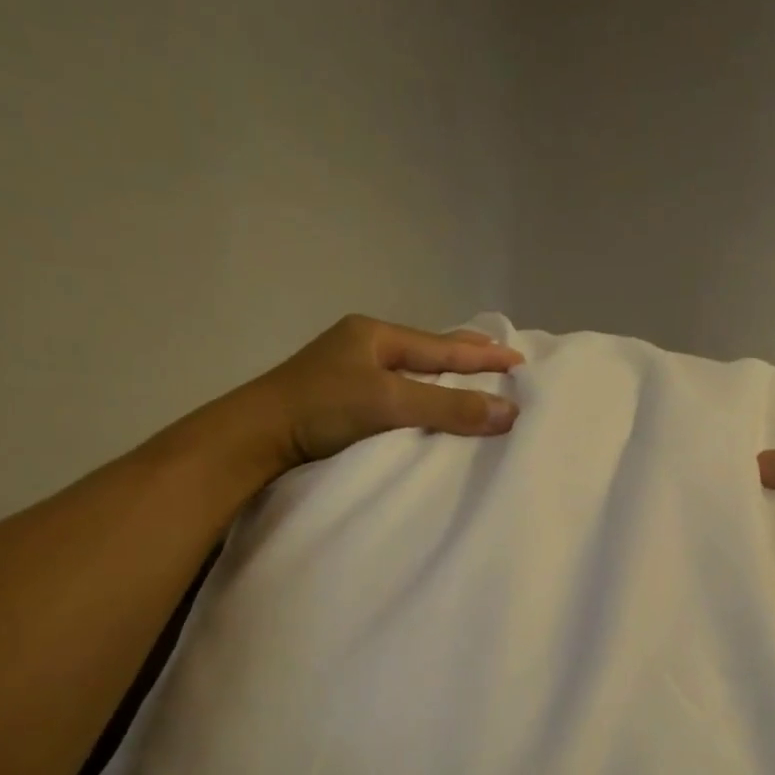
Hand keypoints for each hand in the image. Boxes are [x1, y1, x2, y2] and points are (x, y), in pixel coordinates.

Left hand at [246, 315, 522, 472]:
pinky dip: (423, 398)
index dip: (483, 355)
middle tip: (502, 362)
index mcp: (375, 335)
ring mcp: (350, 372)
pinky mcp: (342, 400)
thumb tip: (510, 412)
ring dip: (445, 380)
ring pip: (412, 373)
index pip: (443, 346)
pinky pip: (397, 393)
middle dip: (467, 358)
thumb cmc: (322, 409)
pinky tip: (431, 408)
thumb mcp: (389, 403)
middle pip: (429, 353)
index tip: (520, 360)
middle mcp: (364, 346)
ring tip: (475, 386)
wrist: (255, 438)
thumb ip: (448, 407)